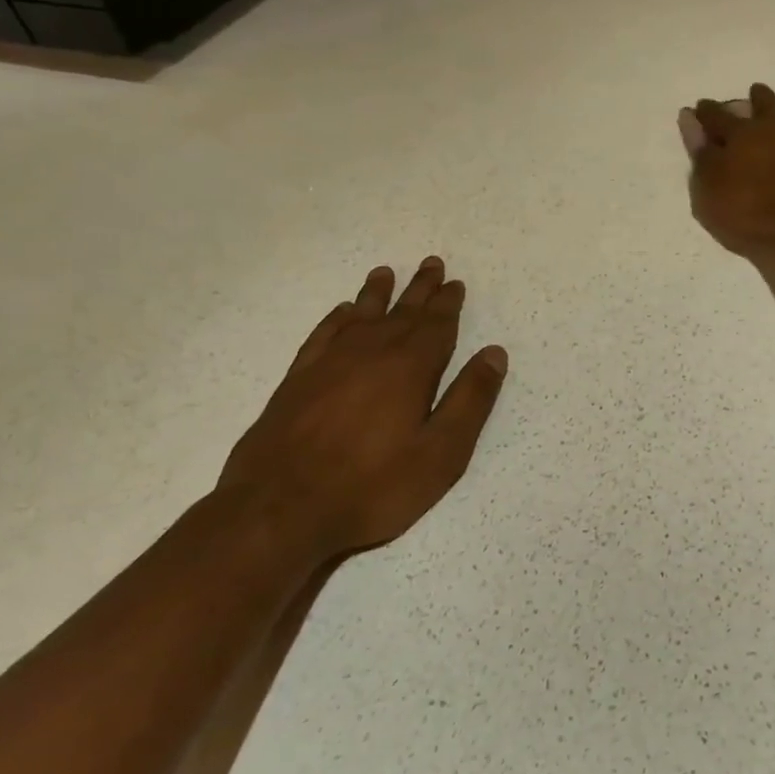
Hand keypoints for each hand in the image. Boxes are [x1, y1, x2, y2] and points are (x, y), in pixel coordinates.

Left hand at [217, 257, 508, 559]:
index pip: (436, 326)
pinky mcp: (297, 380)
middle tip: (431, 264)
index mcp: (410, 368)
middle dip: (420, 289)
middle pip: (401, 312)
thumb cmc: (373, 486)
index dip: (448, 304)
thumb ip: (470, 400)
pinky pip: (323, 334)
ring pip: (361, 316)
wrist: (280, 509)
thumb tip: (494, 353)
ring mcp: (329, 364)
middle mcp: (370, 353)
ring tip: (385, 273)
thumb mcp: (441, 453)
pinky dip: (336, 319)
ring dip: (377, 294)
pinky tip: (342, 312)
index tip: (455, 283)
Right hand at [689, 84, 774, 256]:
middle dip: (759, 98)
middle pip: (766, 106)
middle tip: (757, 89)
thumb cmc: (756, 214)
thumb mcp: (711, 195)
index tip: (701, 106)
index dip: (708, 113)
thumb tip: (690, 124)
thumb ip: (702, 160)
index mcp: (742, 138)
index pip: (718, 120)